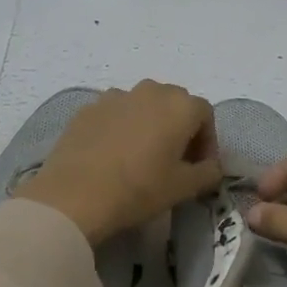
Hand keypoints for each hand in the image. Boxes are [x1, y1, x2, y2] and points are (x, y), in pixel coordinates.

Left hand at [15, 81, 221, 244]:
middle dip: (180, 128)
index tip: (199, 167)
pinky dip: (121, 127)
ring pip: (143, 105)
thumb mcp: (183, 187)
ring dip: (149, 124)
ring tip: (140, 156)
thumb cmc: (139, 189)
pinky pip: (115, 113)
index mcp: (180, 105)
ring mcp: (116, 96)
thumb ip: (208, 172)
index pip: (205, 114)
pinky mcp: (88, 108)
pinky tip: (112, 155)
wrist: (74, 195)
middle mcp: (150, 90)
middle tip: (173, 160)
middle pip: (174, 103)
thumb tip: (211, 166)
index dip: (207, 141)